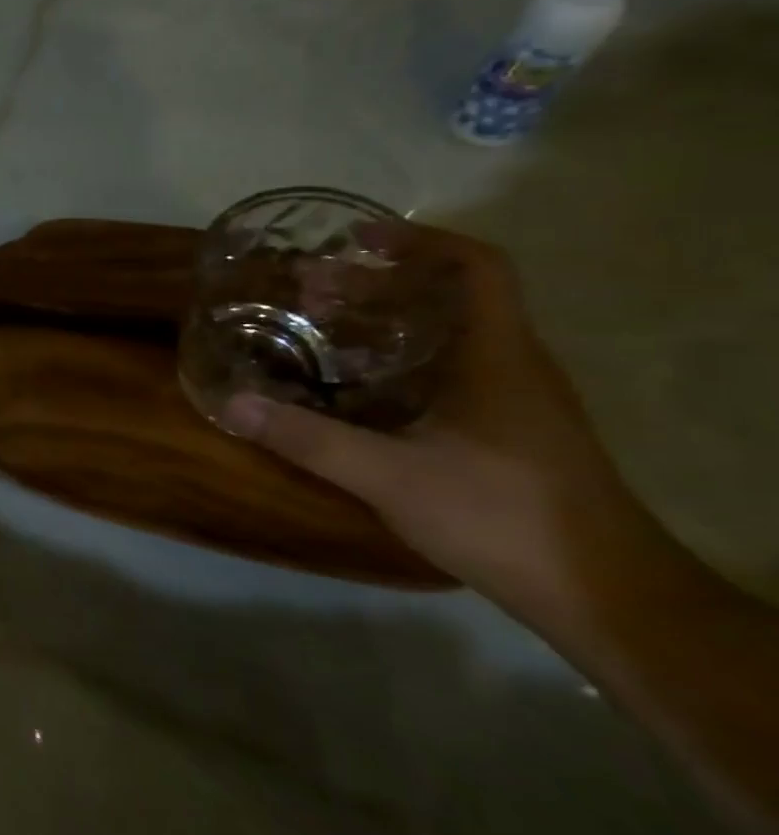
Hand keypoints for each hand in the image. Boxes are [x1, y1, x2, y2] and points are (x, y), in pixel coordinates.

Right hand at [221, 229, 648, 606]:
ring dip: (386, 322)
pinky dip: (399, 360)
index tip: (356, 240)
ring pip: (448, 335)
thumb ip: (308, 438)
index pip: (477, 267)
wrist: (601, 594)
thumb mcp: (390, 476)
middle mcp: (512, 365)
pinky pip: (449, 370)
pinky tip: (355, 387)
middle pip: (450, 297)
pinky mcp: (507, 430)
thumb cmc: (501, 516)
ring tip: (320, 328)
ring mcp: (514, 399)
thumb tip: (232, 404)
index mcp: (497, 355)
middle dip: (378, 283)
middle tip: (309, 291)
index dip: (420, 241)